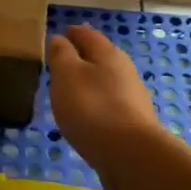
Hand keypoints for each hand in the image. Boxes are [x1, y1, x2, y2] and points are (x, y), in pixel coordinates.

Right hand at [47, 25, 170, 189]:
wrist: (131, 157)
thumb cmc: (93, 108)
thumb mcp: (67, 75)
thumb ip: (61, 54)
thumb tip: (59, 38)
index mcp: (108, 53)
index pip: (87, 34)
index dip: (71, 33)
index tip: (57, 34)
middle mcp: (124, 71)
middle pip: (99, 58)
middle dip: (80, 58)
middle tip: (59, 65)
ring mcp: (132, 99)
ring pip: (105, 83)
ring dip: (88, 85)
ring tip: (68, 93)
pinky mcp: (133, 125)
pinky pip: (109, 107)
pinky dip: (95, 107)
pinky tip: (85, 119)